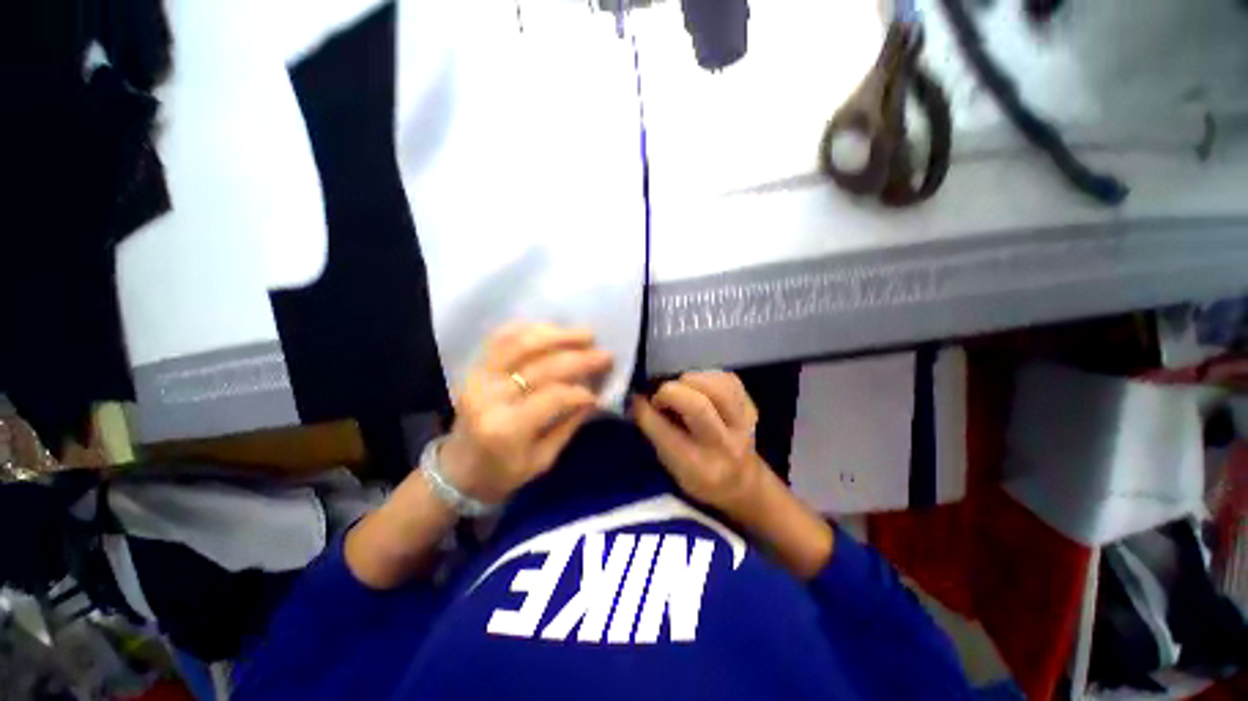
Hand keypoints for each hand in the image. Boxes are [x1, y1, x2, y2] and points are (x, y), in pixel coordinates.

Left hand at [440, 323, 611, 504]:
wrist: (456, 471)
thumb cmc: (502, 473)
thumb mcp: (542, 460)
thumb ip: (569, 425)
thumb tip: (595, 396)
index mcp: (506, 429)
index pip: (553, 397)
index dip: (581, 391)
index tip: (599, 392)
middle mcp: (489, 396)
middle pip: (541, 366)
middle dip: (579, 358)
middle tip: (605, 354)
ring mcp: (478, 377)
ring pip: (521, 343)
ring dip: (558, 334)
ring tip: (585, 334)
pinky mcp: (475, 367)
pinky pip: (502, 338)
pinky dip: (529, 329)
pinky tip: (552, 329)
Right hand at [632, 371, 764, 519]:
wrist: (742, 482)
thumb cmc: (698, 476)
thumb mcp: (670, 465)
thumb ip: (654, 431)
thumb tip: (634, 399)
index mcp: (698, 468)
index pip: (668, 434)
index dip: (648, 411)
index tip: (636, 399)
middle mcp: (724, 446)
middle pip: (699, 406)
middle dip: (672, 392)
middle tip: (662, 396)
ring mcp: (743, 424)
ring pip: (717, 386)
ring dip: (691, 381)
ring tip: (682, 390)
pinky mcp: (751, 406)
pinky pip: (728, 379)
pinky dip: (708, 377)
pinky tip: (699, 387)